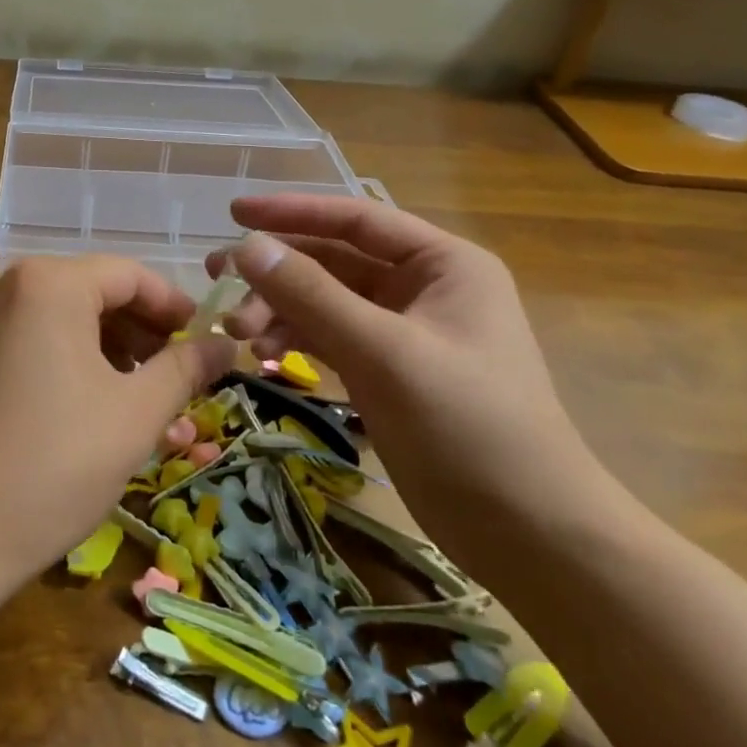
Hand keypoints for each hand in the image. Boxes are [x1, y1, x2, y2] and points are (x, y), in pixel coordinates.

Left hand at [0, 258, 237, 582]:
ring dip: (105, 349)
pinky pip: (26, 339)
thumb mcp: (135, 414)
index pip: (127, 274)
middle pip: (90, 291)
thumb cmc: (54, 463)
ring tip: (137, 398)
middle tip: (175, 376)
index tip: (204, 341)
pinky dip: (64, 359)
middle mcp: (4, 285)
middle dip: (139, 331)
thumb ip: (185, 368)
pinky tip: (85, 405)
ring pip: (58, 318)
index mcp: (47, 284)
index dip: (173, 306)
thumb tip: (226, 344)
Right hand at [209, 195, 614, 572]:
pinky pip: (328, 338)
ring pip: (324, 302)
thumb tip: (246, 247)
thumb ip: (311, 295)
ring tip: (235, 330)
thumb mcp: (384, 352)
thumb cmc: (468, 427)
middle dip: (276, 270)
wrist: (529, 535)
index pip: (356, 219)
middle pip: (333, 261)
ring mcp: (403, 332)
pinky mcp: (387, 371)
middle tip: (217, 279)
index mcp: (443, 264)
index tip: (234, 213)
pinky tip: (260, 353)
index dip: (292, 211)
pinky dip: (294, 340)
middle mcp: (422, 288)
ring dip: (278, 310)